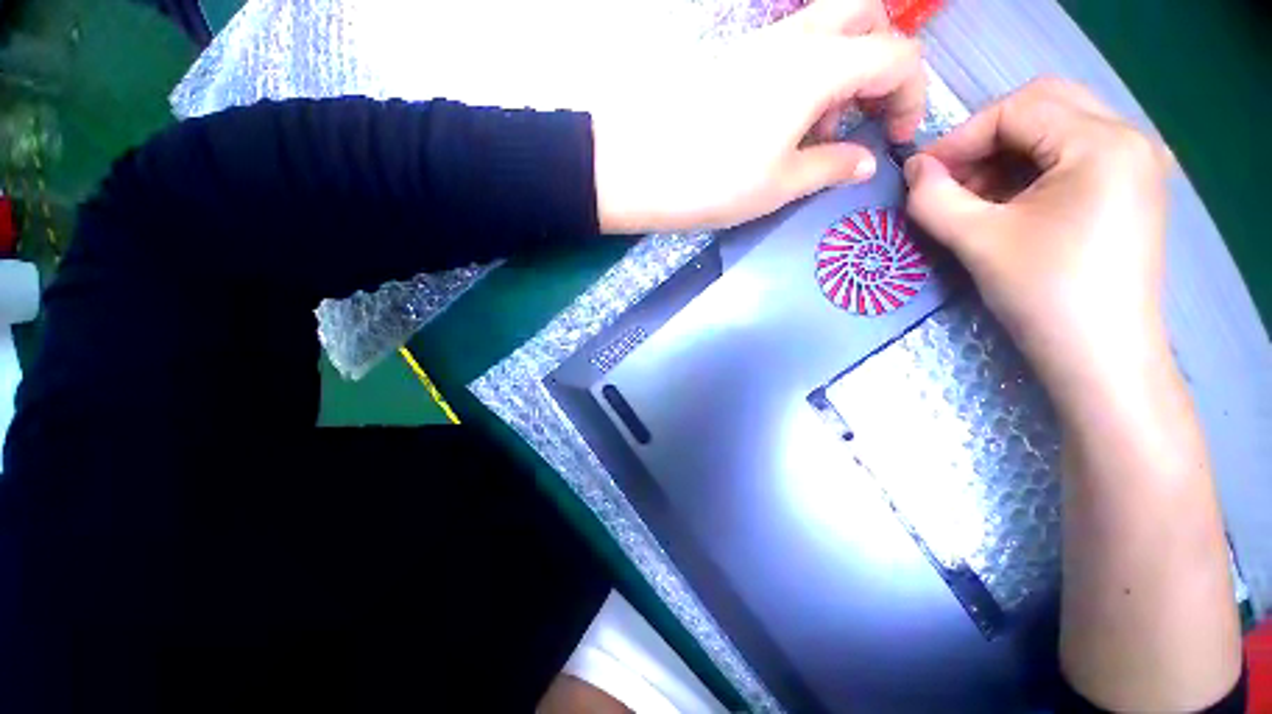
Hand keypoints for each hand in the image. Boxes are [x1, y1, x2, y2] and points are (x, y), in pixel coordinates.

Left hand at [593, 0, 924, 233]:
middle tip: (863, 114)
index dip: (913, 95)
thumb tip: (866, 162)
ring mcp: (757, 44)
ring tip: (815, 132)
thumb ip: (831, 168)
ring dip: (840, 70)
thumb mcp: (779, 186)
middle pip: (864, 15)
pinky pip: (786, 50)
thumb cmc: (712, 182)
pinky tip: (780, 123)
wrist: (633, 168)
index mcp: (818, 68)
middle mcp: (794, 40)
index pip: (897, 55)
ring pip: (824, 29)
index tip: (898, 137)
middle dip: (881, 60)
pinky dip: (804, 75)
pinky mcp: (730, 61)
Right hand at [903, 78, 1174, 406]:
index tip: (921, 173)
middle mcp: (1129, 139)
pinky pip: (1072, 154)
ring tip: (972, 195)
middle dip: (987, 136)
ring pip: (1058, 127)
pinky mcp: (1130, 188)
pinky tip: (1006, 202)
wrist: (1101, 357)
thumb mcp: (978, 241)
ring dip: (1007, 152)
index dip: (960, 137)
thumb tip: (914, 169)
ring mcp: (1135, 163)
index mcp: (1102, 143)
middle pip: (1045, 104)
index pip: (1018, 110)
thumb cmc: (1045, 296)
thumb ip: (934, 198)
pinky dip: (1031, 168)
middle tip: (949, 177)